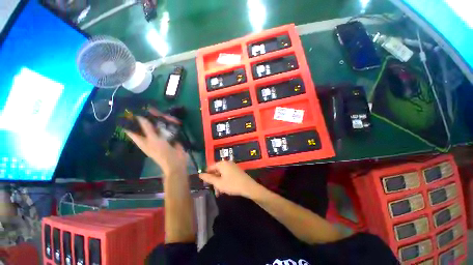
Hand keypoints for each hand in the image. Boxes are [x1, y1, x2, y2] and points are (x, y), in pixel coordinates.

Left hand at [125, 109, 187, 177]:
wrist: (176, 161)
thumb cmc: (162, 153)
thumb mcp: (154, 140)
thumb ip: (147, 128)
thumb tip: (139, 116)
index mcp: (142, 139)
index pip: (132, 129)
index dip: (131, 120)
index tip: (132, 110)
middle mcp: (149, 137)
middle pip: (146, 124)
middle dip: (150, 117)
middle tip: (154, 110)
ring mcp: (160, 136)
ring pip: (158, 125)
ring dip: (162, 120)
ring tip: (167, 116)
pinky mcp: (169, 136)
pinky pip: (167, 128)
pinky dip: (170, 123)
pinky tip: (173, 120)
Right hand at [199, 161, 261, 198]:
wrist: (249, 187)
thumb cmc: (232, 184)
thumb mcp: (218, 183)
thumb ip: (209, 178)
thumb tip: (200, 174)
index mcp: (222, 164)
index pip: (210, 167)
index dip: (206, 175)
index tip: (205, 183)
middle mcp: (227, 163)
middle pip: (216, 171)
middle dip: (214, 181)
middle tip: (213, 190)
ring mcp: (232, 166)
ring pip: (222, 174)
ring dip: (219, 182)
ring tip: (219, 193)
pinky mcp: (236, 170)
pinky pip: (227, 174)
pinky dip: (224, 181)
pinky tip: (224, 189)